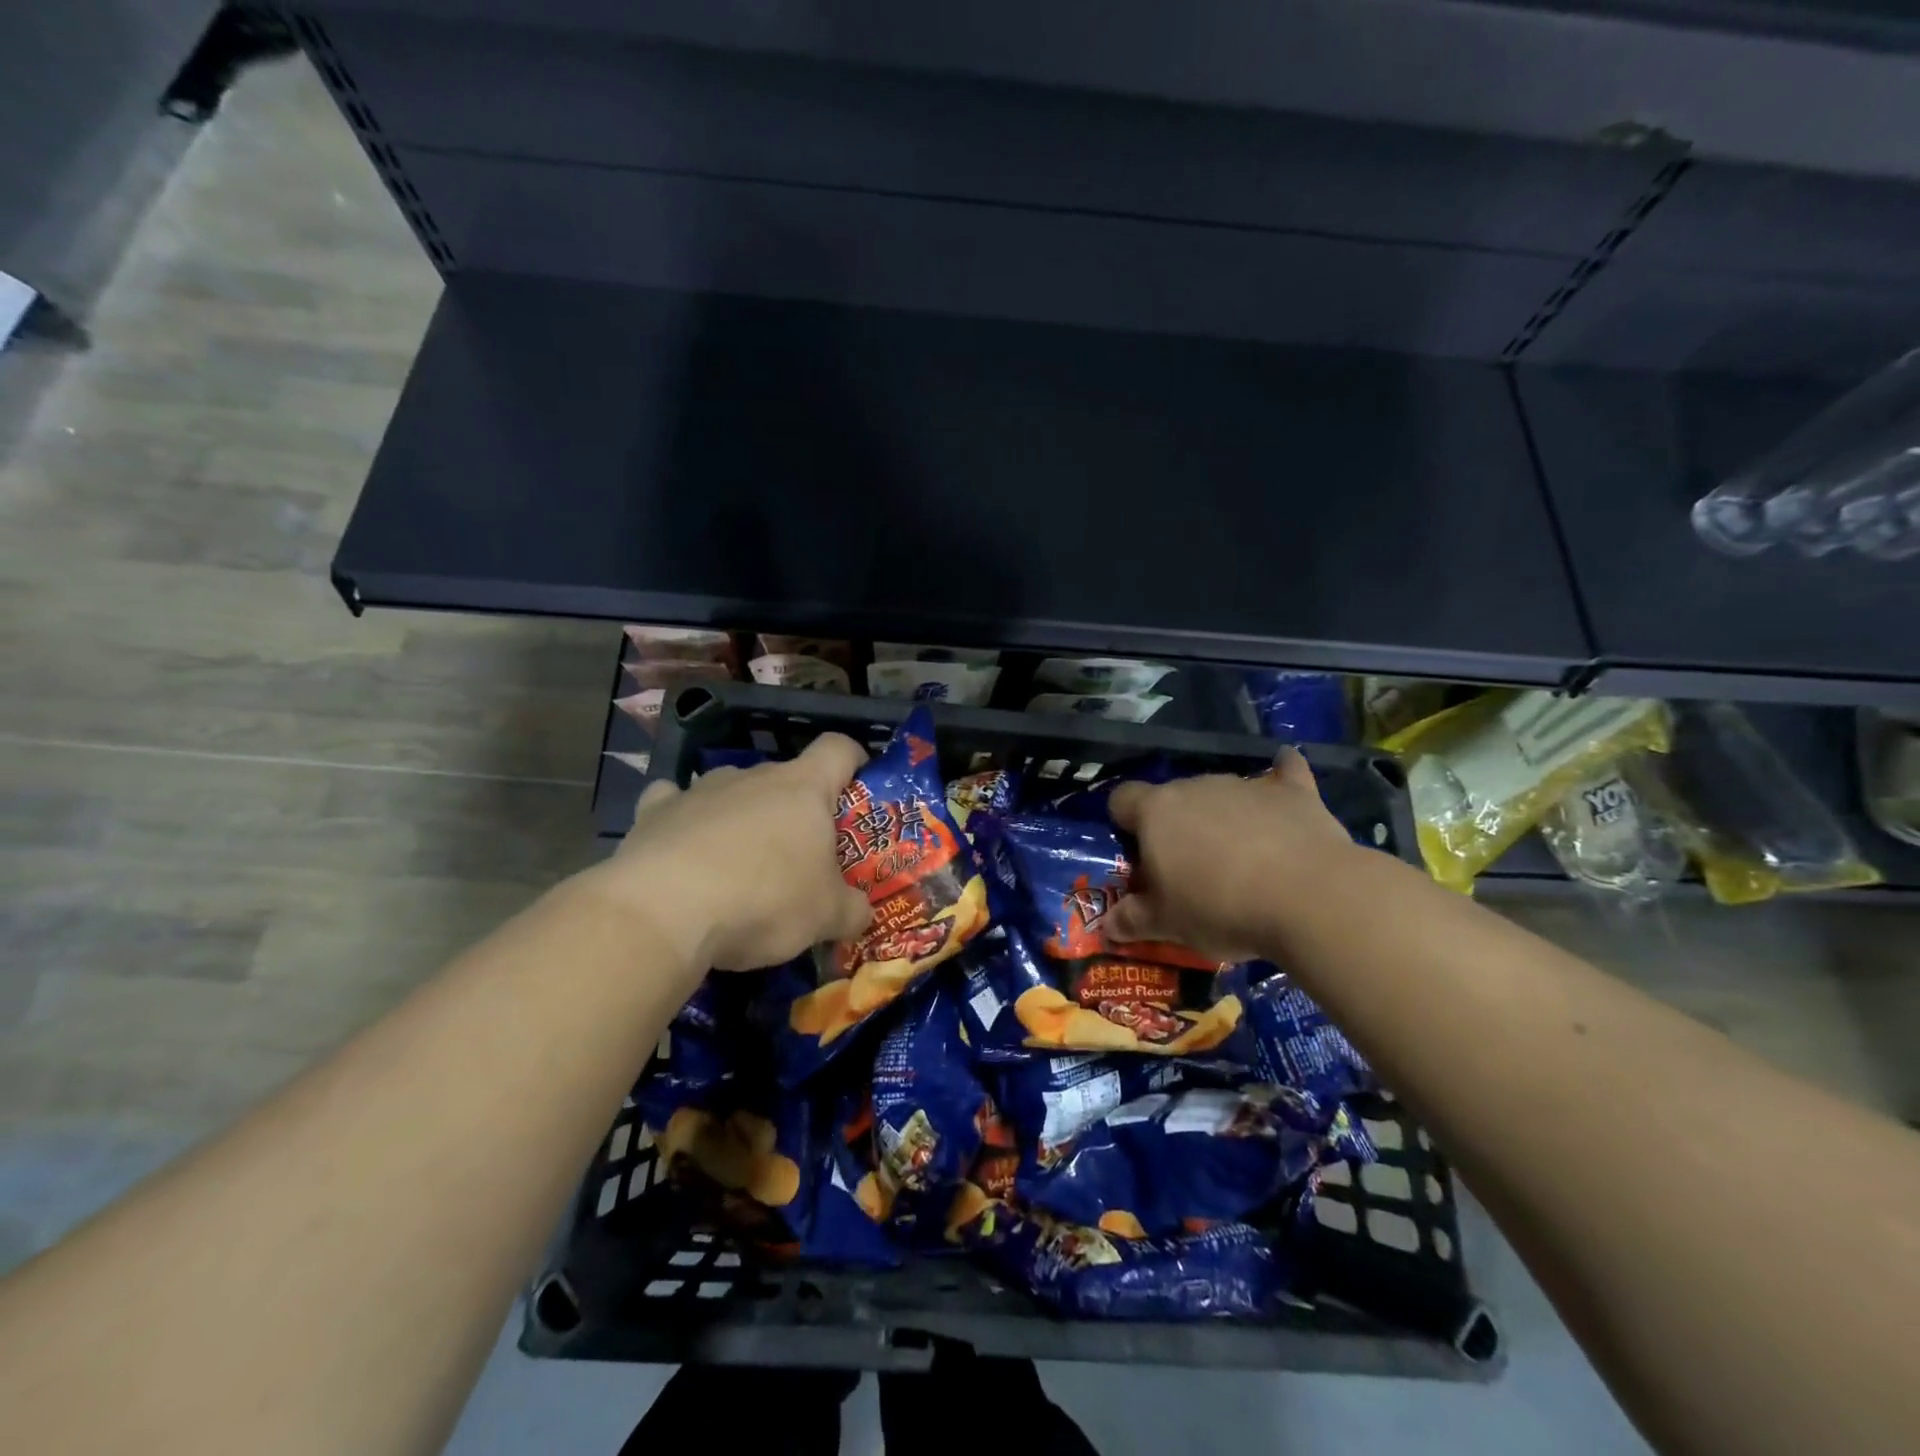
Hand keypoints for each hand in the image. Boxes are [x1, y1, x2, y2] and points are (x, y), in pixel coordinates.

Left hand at [586, 735, 873, 970]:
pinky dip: (684, 819)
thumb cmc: (765, 899)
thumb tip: (861, 914)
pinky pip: (674, 802)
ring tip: (740, 863)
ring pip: (732, 790)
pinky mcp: (653, 811)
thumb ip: (851, 910)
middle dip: (796, 809)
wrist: (663, 912)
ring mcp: (700, 790)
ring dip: (742, 816)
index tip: (856, 787)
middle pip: (785, 777)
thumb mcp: (826, 917)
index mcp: (803, 788)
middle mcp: (753, 777)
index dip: (853, 760)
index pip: (838, 750)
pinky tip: (683, 848)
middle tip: (801, 855)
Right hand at [1105, 748, 1358, 962]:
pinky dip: (1280, 778)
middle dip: (1175, 828)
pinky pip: (1283, 773)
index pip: (1122, 799)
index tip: (1138, 856)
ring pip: (1220, 794)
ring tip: (1239, 859)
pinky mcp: (1293, 792)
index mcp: (1156, 812)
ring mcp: (1245, 785)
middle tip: (1188, 872)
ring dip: (1220, 817)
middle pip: (1173, 799)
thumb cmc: (1220, 908)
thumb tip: (1107, 926)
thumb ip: (1132, 920)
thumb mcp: (1168, 924)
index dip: (1124, 824)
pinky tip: (1285, 776)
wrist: (1308, 898)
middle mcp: (1195, 787)